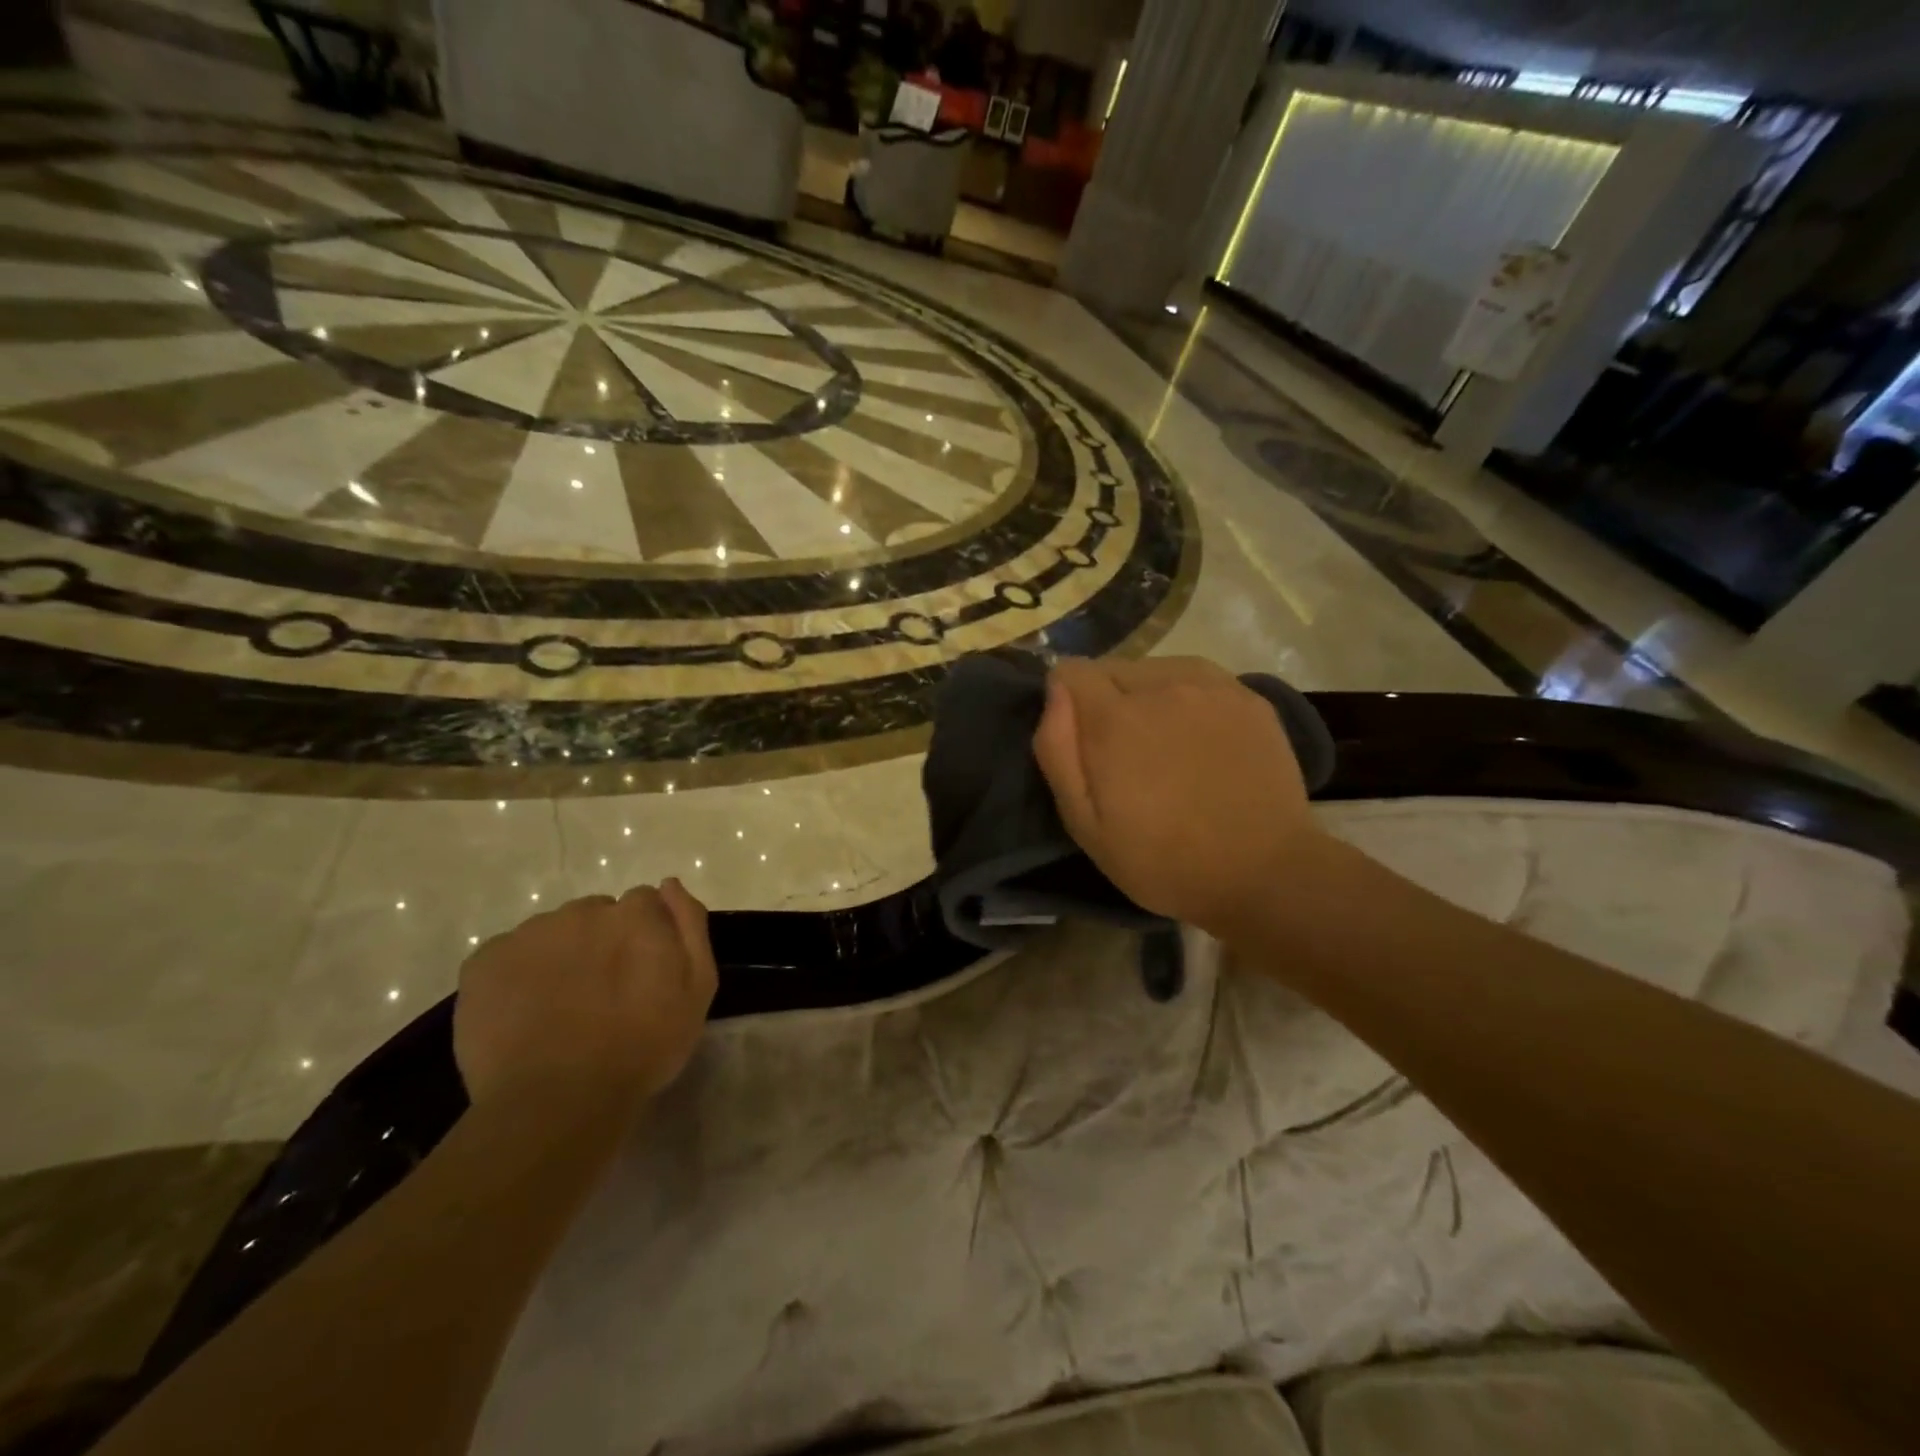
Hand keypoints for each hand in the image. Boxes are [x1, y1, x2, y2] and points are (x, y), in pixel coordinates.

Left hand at [454, 881, 717, 1118]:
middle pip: (595, 914)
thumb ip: (690, 926)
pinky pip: (506, 955)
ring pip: (551, 933)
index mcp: (635, 914)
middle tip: (601, 994)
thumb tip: (669, 884)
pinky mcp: (484, 962)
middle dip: (601, 942)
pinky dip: (516, 976)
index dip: (644, 937)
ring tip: (560, 1009)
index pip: (643, 904)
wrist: (558, 1101)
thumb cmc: (642, 1047)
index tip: (641, 973)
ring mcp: (529, 934)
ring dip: (560, 956)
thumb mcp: (697, 989)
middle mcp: (582, 911)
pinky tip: (524, 1014)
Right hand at [1033, 656, 1326, 938]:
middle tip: (1123, 753)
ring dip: (1147, 695)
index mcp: (1115, 718)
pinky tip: (1200, 737)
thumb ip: (1057, 751)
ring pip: (1155, 669)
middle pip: (1113, 668)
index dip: (1065, 699)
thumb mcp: (1086, 825)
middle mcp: (1161, 686)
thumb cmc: (1162, 860)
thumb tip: (1054, 691)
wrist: (1264, 874)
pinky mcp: (1248, 696)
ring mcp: (1211, 687)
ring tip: (1163, 744)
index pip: (1071, 671)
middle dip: (1105, 700)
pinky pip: (1198, 677)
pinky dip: (1187, 696)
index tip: (1079, 737)